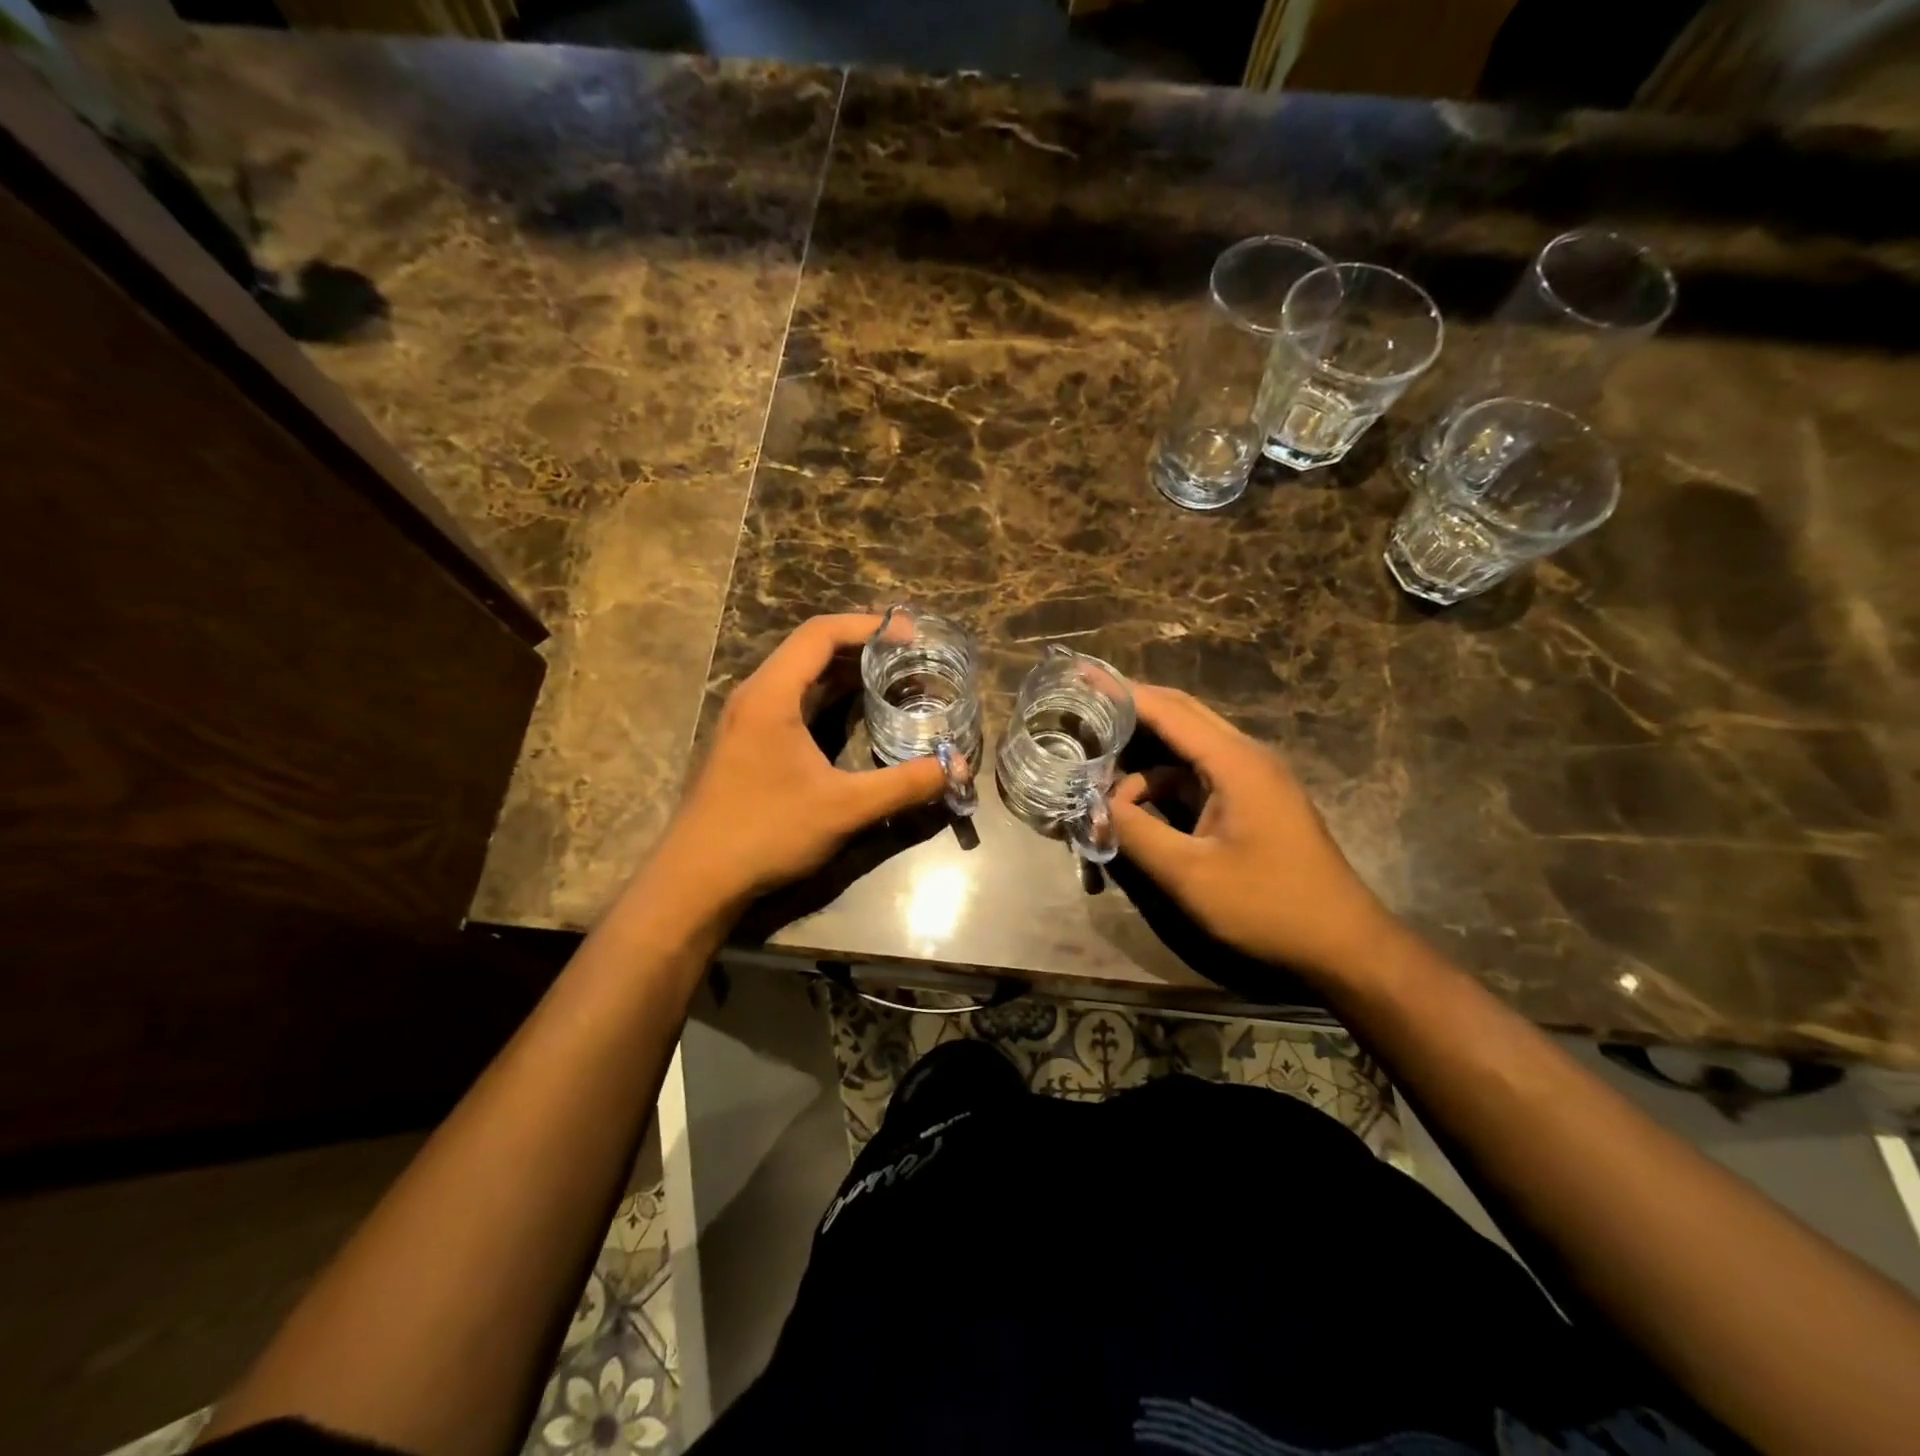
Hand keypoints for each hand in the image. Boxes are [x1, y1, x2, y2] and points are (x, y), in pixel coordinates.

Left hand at [650, 614, 947, 912]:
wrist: (697, 879)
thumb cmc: (766, 832)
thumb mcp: (844, 808)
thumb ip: (904, 785)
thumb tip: (957, 767)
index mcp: (772, 694)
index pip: (820, 634)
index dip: (868, 625)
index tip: (911, 635)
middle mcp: (756, 695)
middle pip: (810, 648)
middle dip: (861, 644)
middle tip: (910, 653)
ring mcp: (748, 719)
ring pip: (801, 675)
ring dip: (844, 670)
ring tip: (892, 674)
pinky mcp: (748, 742)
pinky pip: (793, 700)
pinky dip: (827, 695)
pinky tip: (856, 712)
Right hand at [1110, 686, 1398, 980]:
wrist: (1341, 944)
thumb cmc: (1268, 905)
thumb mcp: (1190, 875)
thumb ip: (1135, 834)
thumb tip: (1093, 807)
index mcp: (1235, 763)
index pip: (1169, 711)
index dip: (1122, 691)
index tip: (1081, 673)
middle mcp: (1244, 758)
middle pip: (1180, 716)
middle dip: (1130, 712)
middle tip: (1083, 709)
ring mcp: (1251, 780)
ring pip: (1184, 751)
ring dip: (1142, 762)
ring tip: (1098, 779)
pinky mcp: (1250, 803)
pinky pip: (1195, 779)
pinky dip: (1161, 787)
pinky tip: (1134, 811)